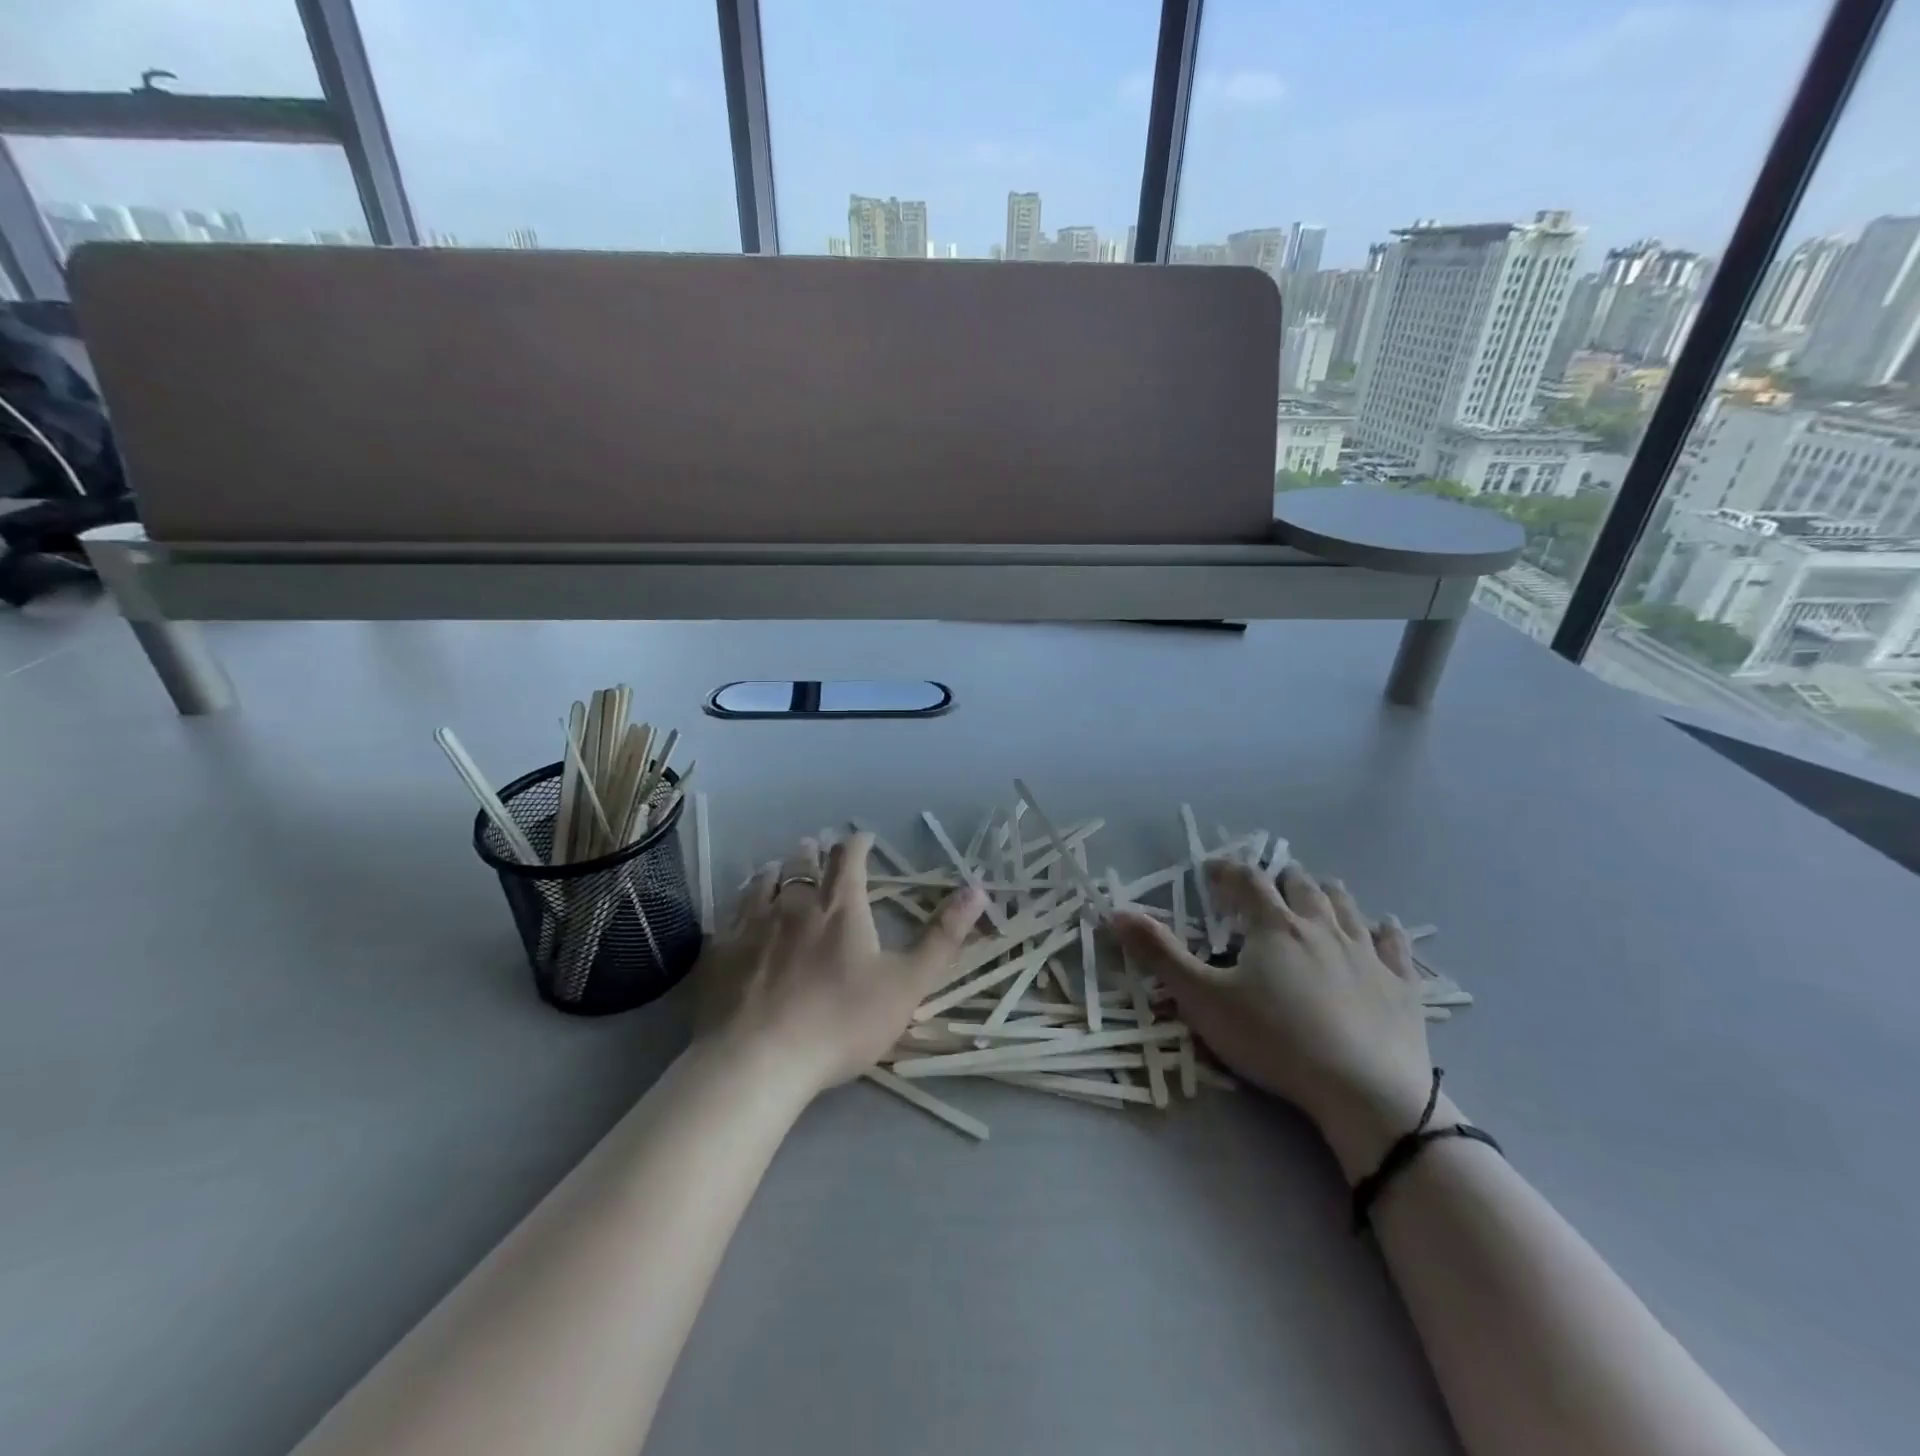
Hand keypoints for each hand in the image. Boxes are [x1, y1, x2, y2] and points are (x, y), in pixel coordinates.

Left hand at [692, 832, 986, 1100]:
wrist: (757, 1061)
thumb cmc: (841, 1022)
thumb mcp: (907, 983)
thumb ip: (943, 937)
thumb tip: (977, 889)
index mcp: (840, 907)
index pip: (849, 858)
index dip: (857, 844)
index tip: (863, 838)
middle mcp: (794, 903)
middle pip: (802, 863)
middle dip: (814, 851)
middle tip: (816, 846)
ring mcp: (752, 925)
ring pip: (763, 882)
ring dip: (776, 870)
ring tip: (777, 867)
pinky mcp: (720, 951)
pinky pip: (731, 913)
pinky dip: (741, 902)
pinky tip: (740, 911)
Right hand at [1114, 859, 1442, 1178]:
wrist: (1365, 1091)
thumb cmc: (1275, 1039)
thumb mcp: (1203, 998)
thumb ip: (1159, 954)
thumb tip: (1115, 912)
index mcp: (1274, 925)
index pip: (1247, 880)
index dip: (1226, 870)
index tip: (1210, 871)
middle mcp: (1322, 927)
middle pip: (1301, 886)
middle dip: (1280, 878)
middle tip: (1266, 885)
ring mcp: (1366, 954)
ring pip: (1346, 906)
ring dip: (1327, 894)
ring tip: (1317, 893)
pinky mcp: (1401, 986)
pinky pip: (1396, 947)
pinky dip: (1386, 932)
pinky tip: (1385, 927)